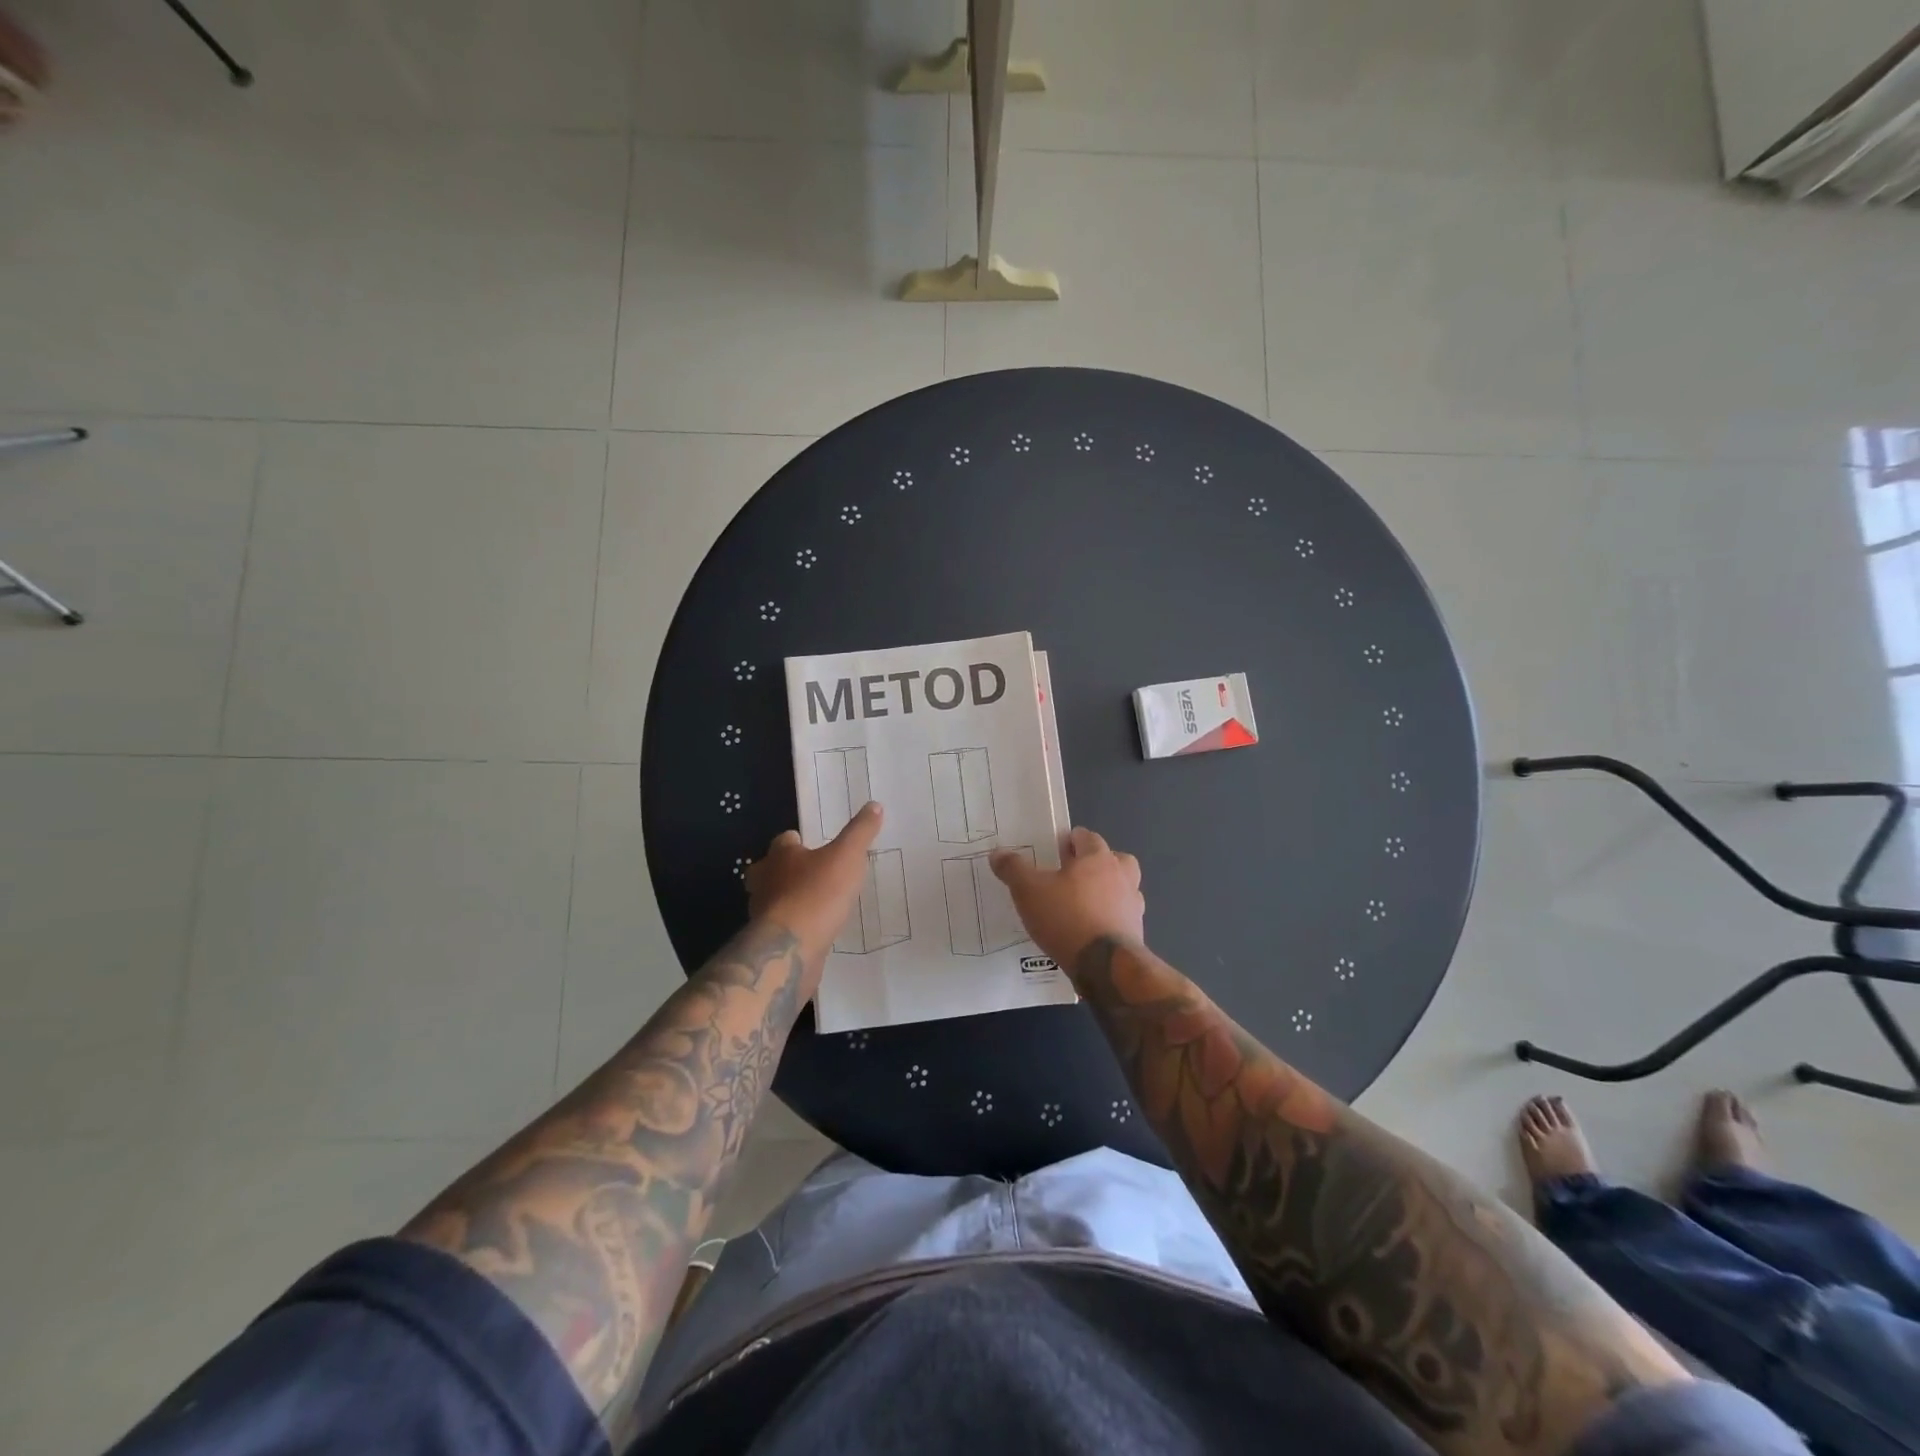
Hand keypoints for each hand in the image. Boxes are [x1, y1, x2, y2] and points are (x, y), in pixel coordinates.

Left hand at [747, 802, 883, 980]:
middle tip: (814, 873)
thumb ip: (861, 831)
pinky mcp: (769, 940)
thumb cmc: (818, 892)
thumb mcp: (847, 856)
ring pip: (774, 898)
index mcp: (780, 855)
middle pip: (772, 869)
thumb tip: (875, 804)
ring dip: (791, 898)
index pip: (785, 840)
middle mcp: (765, 880)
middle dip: (788, 870)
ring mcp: (763, 912)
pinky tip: (815, 929)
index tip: (817, 845)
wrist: (793, 947)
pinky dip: (796, 925)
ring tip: (819, 902)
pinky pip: (783, 926)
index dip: (800, 841)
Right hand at [990, 827, 1144, 971]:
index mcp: (1098, 858)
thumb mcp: (1028, 891)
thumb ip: (1013, 869)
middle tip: (1073, 876)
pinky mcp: (1137, 931)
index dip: (1071, 841)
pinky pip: (1123, 916)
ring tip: (1084, 904)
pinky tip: (1092, 930)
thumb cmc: (1066, 917)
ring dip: (1108, 891)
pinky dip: (1111, 918)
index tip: (1055, 852)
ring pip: (1123, 887)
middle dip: (1096, 863)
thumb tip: (998, 852)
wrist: (1105, 965)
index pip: (1087, 837)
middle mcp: (1122, 876)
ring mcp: (1133, 904)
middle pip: (1115, 859)